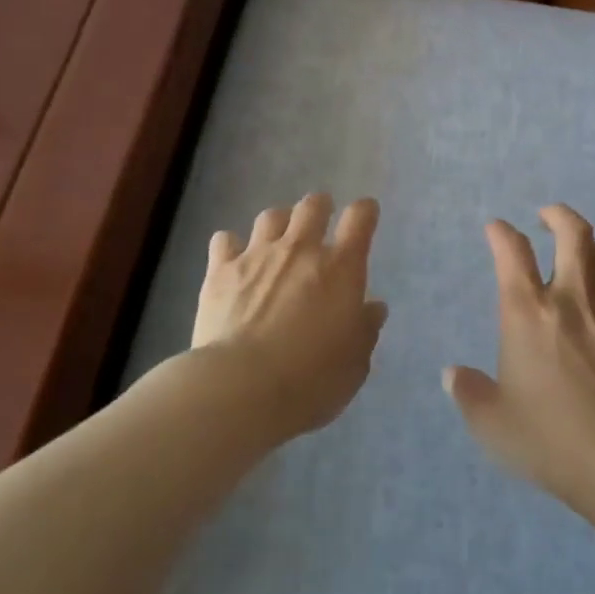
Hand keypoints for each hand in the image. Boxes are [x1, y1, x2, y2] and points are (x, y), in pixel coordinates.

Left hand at [193, 193, 387, 439]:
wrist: (241, 388)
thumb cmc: (310, 380)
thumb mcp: (354, 363)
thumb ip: (365, 329)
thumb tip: (373, 308)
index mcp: (340, 268)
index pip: (360, 218)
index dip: (365, 211)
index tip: (365, 215)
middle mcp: (300, 249)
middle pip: (313, 205)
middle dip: (320, 207)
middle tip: (320, 222)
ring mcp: (258, 255)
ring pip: (271, 216)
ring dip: (279, 223)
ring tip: (278, 240)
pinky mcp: (221, 271)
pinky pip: (225, 239)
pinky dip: (231, 245)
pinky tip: (233, 260)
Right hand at [445, 204, 594, 512]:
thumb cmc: (548, 437)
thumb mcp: (492, 423)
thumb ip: (468, 393)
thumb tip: (451, 375)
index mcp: (527, 311)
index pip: (512, 251)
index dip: (501, 232)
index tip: (495, 227)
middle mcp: (569, 300)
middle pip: (573, 233)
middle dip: (557, 215)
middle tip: (545, 216)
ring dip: (587, 245)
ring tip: (576, 252)